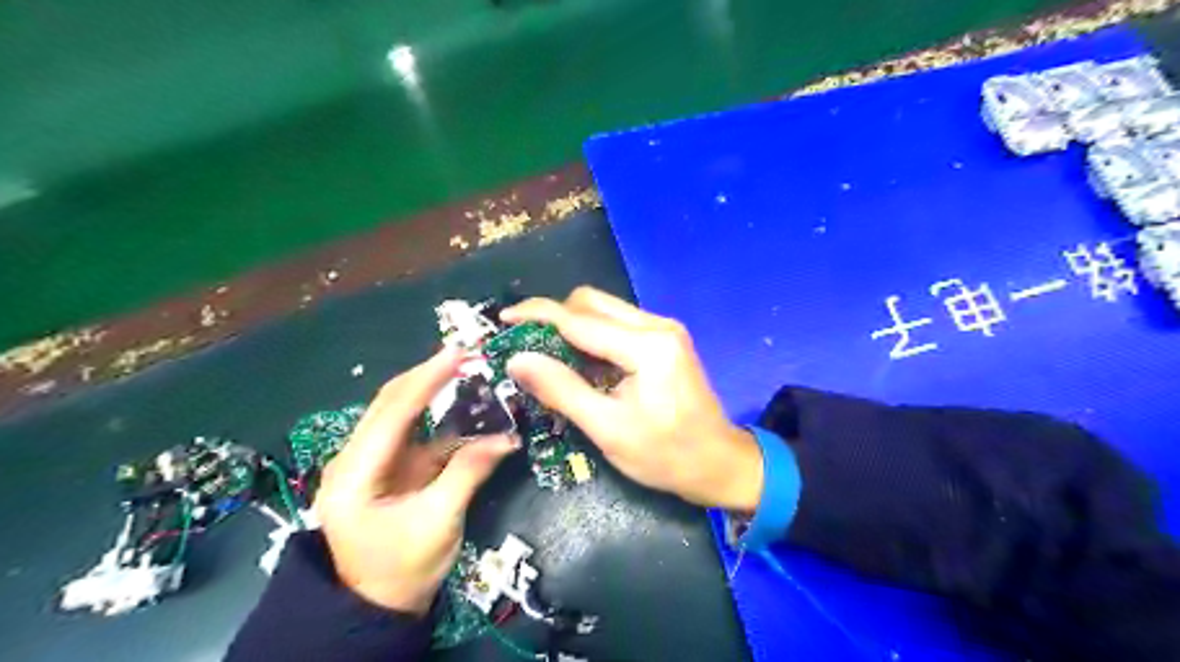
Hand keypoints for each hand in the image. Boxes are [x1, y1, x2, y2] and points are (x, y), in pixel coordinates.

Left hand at [315, 348, 516, 615]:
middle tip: (465, 353)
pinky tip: (463, 405)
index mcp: (353, 474)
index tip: (456, 353)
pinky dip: (439, 417)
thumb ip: (468, 474)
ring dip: (431, 390)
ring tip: (464, 368)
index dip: (425, 380)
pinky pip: (414, 433)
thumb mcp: (438, 523)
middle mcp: (353, 459)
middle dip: (427, 376)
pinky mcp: (387, 469)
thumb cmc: (402, 571)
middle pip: (389, 404)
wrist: (376, 608)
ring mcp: (369, 462)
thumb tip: (506, 438)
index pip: (391, 413)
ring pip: (400, 413)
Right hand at [500, 285, 759, 510]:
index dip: (537, 316)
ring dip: (572, 327)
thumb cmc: (666, 455)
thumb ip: (562, 389)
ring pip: (604, 311)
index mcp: (647, 346)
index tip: (503, 319)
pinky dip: (591, 337)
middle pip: (592, 303)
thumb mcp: (608, 429)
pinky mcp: (664, 340)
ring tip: (545, 355)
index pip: (579, 320)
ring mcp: (664, 330)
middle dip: (554, 317)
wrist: (719, 464)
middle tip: (525, 344)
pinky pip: (617, 326)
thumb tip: (517, 359)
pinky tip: (578, 363)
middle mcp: (657, 326)